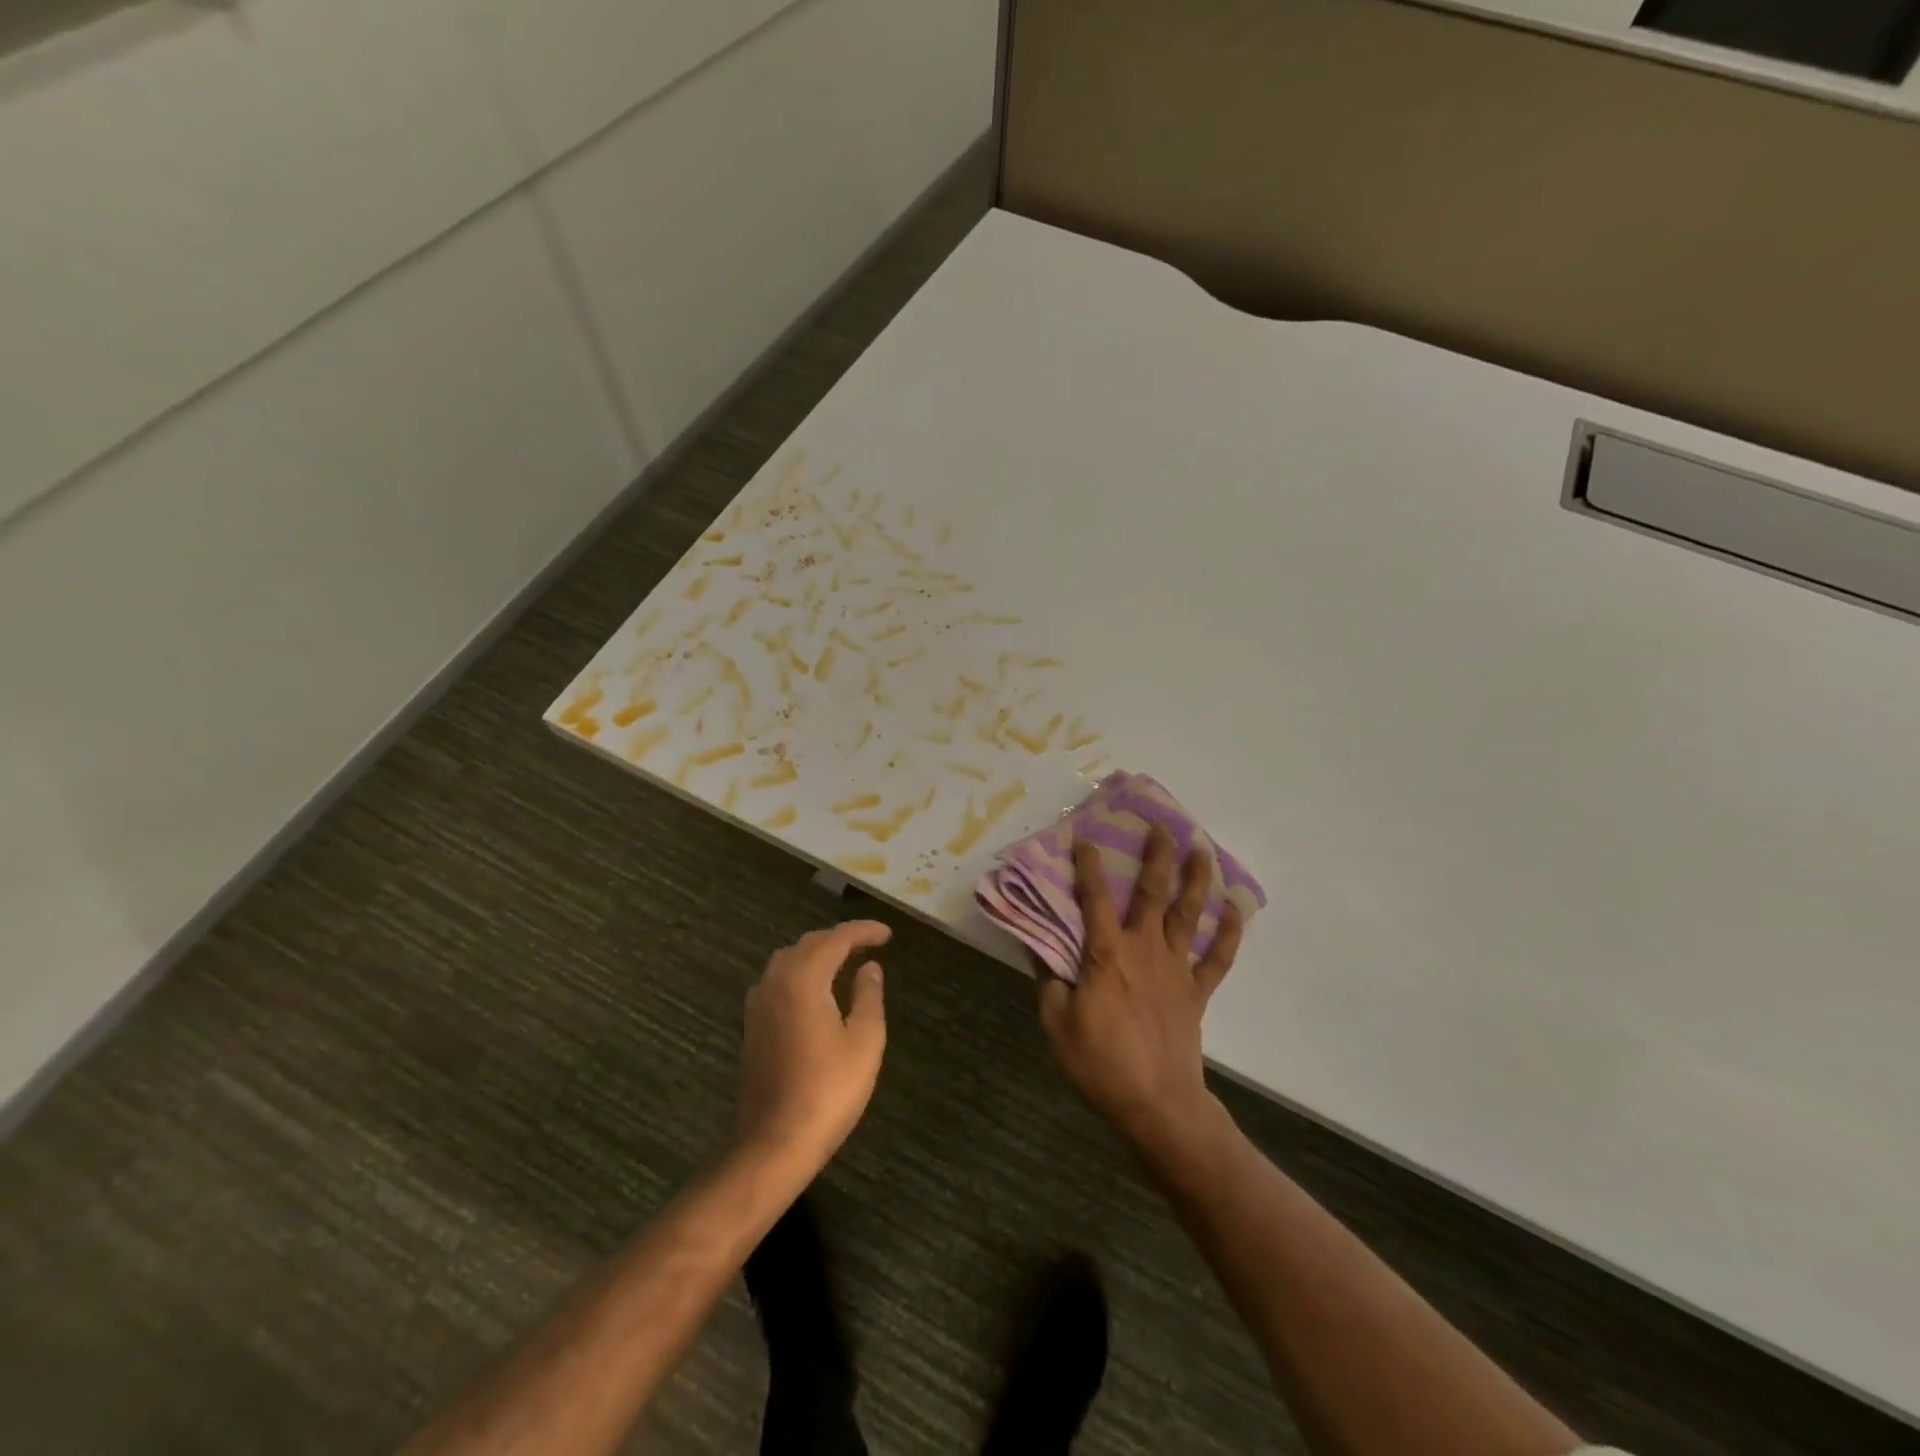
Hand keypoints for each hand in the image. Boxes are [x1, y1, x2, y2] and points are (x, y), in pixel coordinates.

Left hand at [735, 921, 890, 1172]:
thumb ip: (869, 996)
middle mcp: (775, 981)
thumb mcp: (865, 1041)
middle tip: (870, 945)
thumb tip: (869, 967)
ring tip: (846, 962)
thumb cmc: (827, 1090)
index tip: (888, 935)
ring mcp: (758, 1003)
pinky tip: (817, 990)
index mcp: (803, 978)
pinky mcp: (752, 1025)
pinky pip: (778, 980)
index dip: (864, 931)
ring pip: (789, 960)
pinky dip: (801, 972)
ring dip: (818, 953)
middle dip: (840, 939)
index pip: (836, 938)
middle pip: (809, 944)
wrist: (773, 1143)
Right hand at [1039, 827, 1242, 1149]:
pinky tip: (1235, 908)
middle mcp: (1144, 948)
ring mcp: (1176, 968)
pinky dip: (1229, 932)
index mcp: (1107, 953)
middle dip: (1155, 856)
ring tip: (1201, 849)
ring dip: (1196, 879)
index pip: (1094, 898)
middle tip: (1159, 826)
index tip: (1085, 838)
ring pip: (1189, 913)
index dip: (1088, 866)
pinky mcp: (1196, 991)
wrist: (1156, 1104)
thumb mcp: (1056, 1022)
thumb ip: (1049, 979)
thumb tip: (1038, 946)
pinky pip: (1218, 957)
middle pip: (1152, 893)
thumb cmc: (1100, 1063)